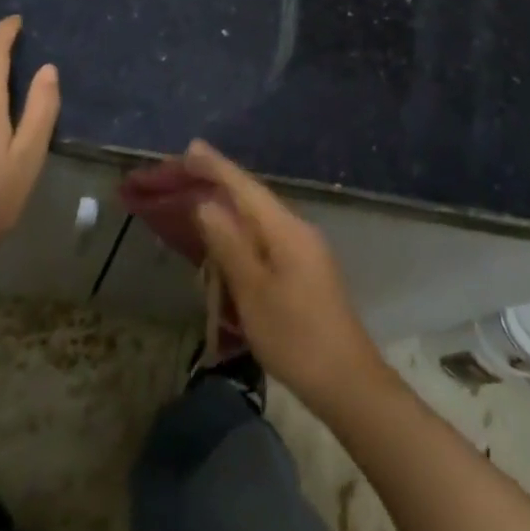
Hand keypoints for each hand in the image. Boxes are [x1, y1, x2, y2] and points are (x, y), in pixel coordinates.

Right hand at [184, 140, 394, 417]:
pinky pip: (264, 237)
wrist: (348, 382)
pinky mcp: (303, 269)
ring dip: (227, 207)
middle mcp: (297, 229)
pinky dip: (240, 231)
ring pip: (258, 218)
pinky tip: (225, 240)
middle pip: (251, 197)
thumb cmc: (296, 337)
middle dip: (217, 183)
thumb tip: (205, 204)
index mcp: (286, 228)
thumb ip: (229, 244)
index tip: (188, 148)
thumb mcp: (253, 292)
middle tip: (182, 173)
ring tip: (196, 199)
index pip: (245, 187)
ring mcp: (304, 249)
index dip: (215, 167)